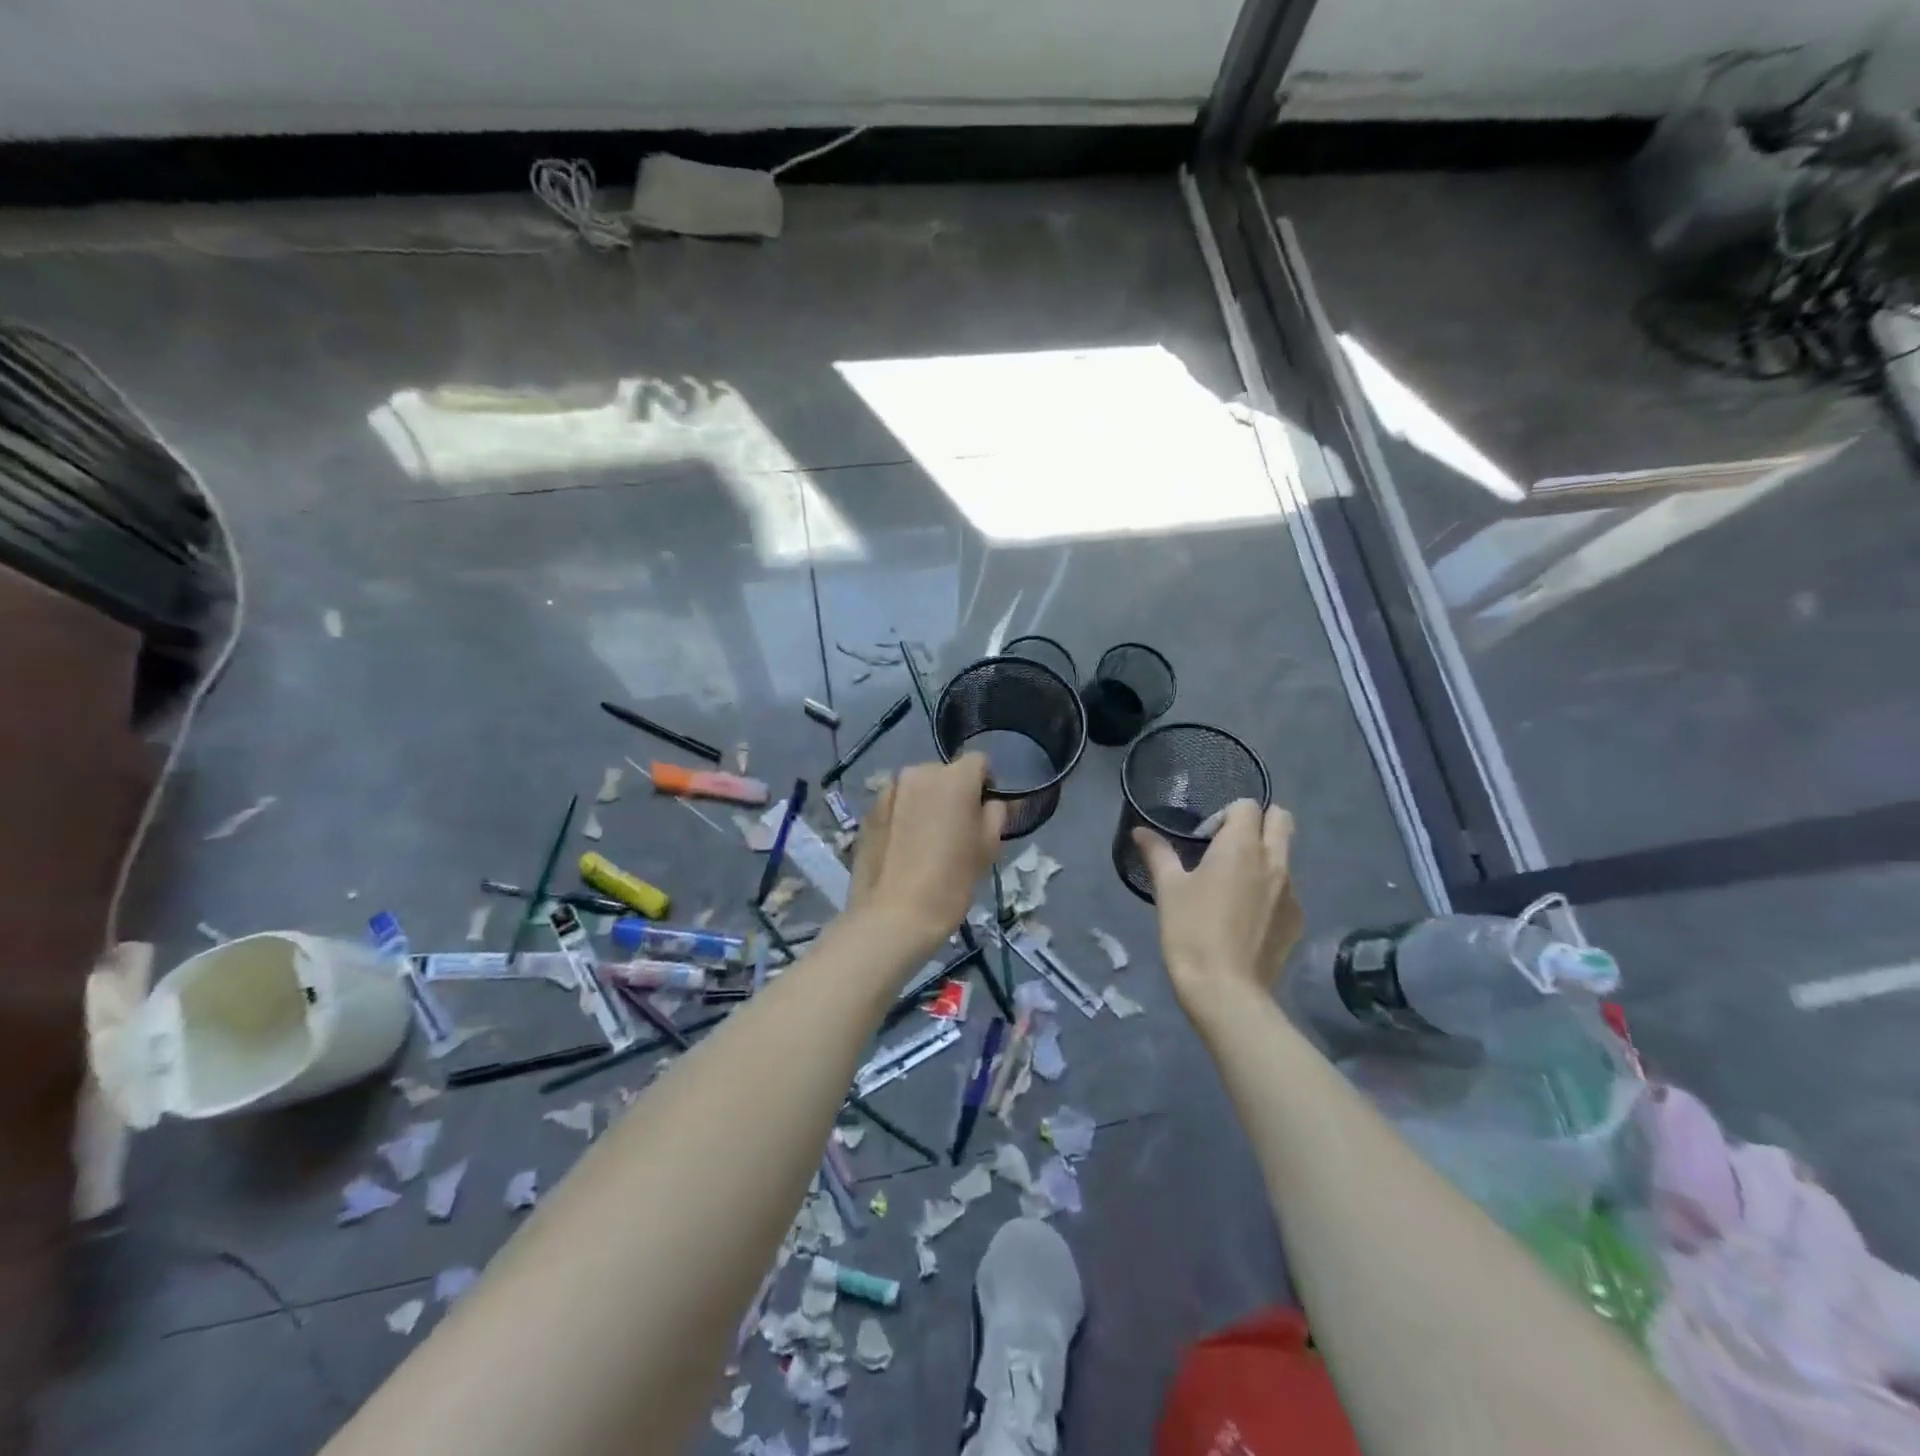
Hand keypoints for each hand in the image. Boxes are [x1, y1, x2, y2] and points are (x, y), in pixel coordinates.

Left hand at [848, 755, 1004, 956]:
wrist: (893, 916)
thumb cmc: (950, 881)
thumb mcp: (988, 848)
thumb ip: (996, 814)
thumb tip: (991, 802)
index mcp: (953, 777)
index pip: (979, 762)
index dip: (986, 784)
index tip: (984, 813)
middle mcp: (917, 773)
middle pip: (944, 774)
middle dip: (953, 794)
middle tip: (956, 830)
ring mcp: (888, 791)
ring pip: (917, 789)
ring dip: (925, 804)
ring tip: (927, 841)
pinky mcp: (867, 812)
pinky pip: (895, 805)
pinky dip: (903, 817)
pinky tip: (904, 849)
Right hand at [1134, 800, 1303, 1013]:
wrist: (1225, 990)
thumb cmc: (1191, 931)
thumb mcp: (1168, 889)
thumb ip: (1157, 853)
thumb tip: (1140, 831)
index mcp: (1241, 847)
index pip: (1248, 805)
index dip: (1226, 815)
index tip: (1205, 839)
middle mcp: (1274, 861)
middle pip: (1282, 820)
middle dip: (1259, 822)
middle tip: (1229, 847)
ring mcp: (1292, 892)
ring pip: (1285, 856)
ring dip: (1264, 858)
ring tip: (1234, 887)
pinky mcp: (1296, 920)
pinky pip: (1287, 890)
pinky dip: (1270, 891)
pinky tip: (1246, 918)